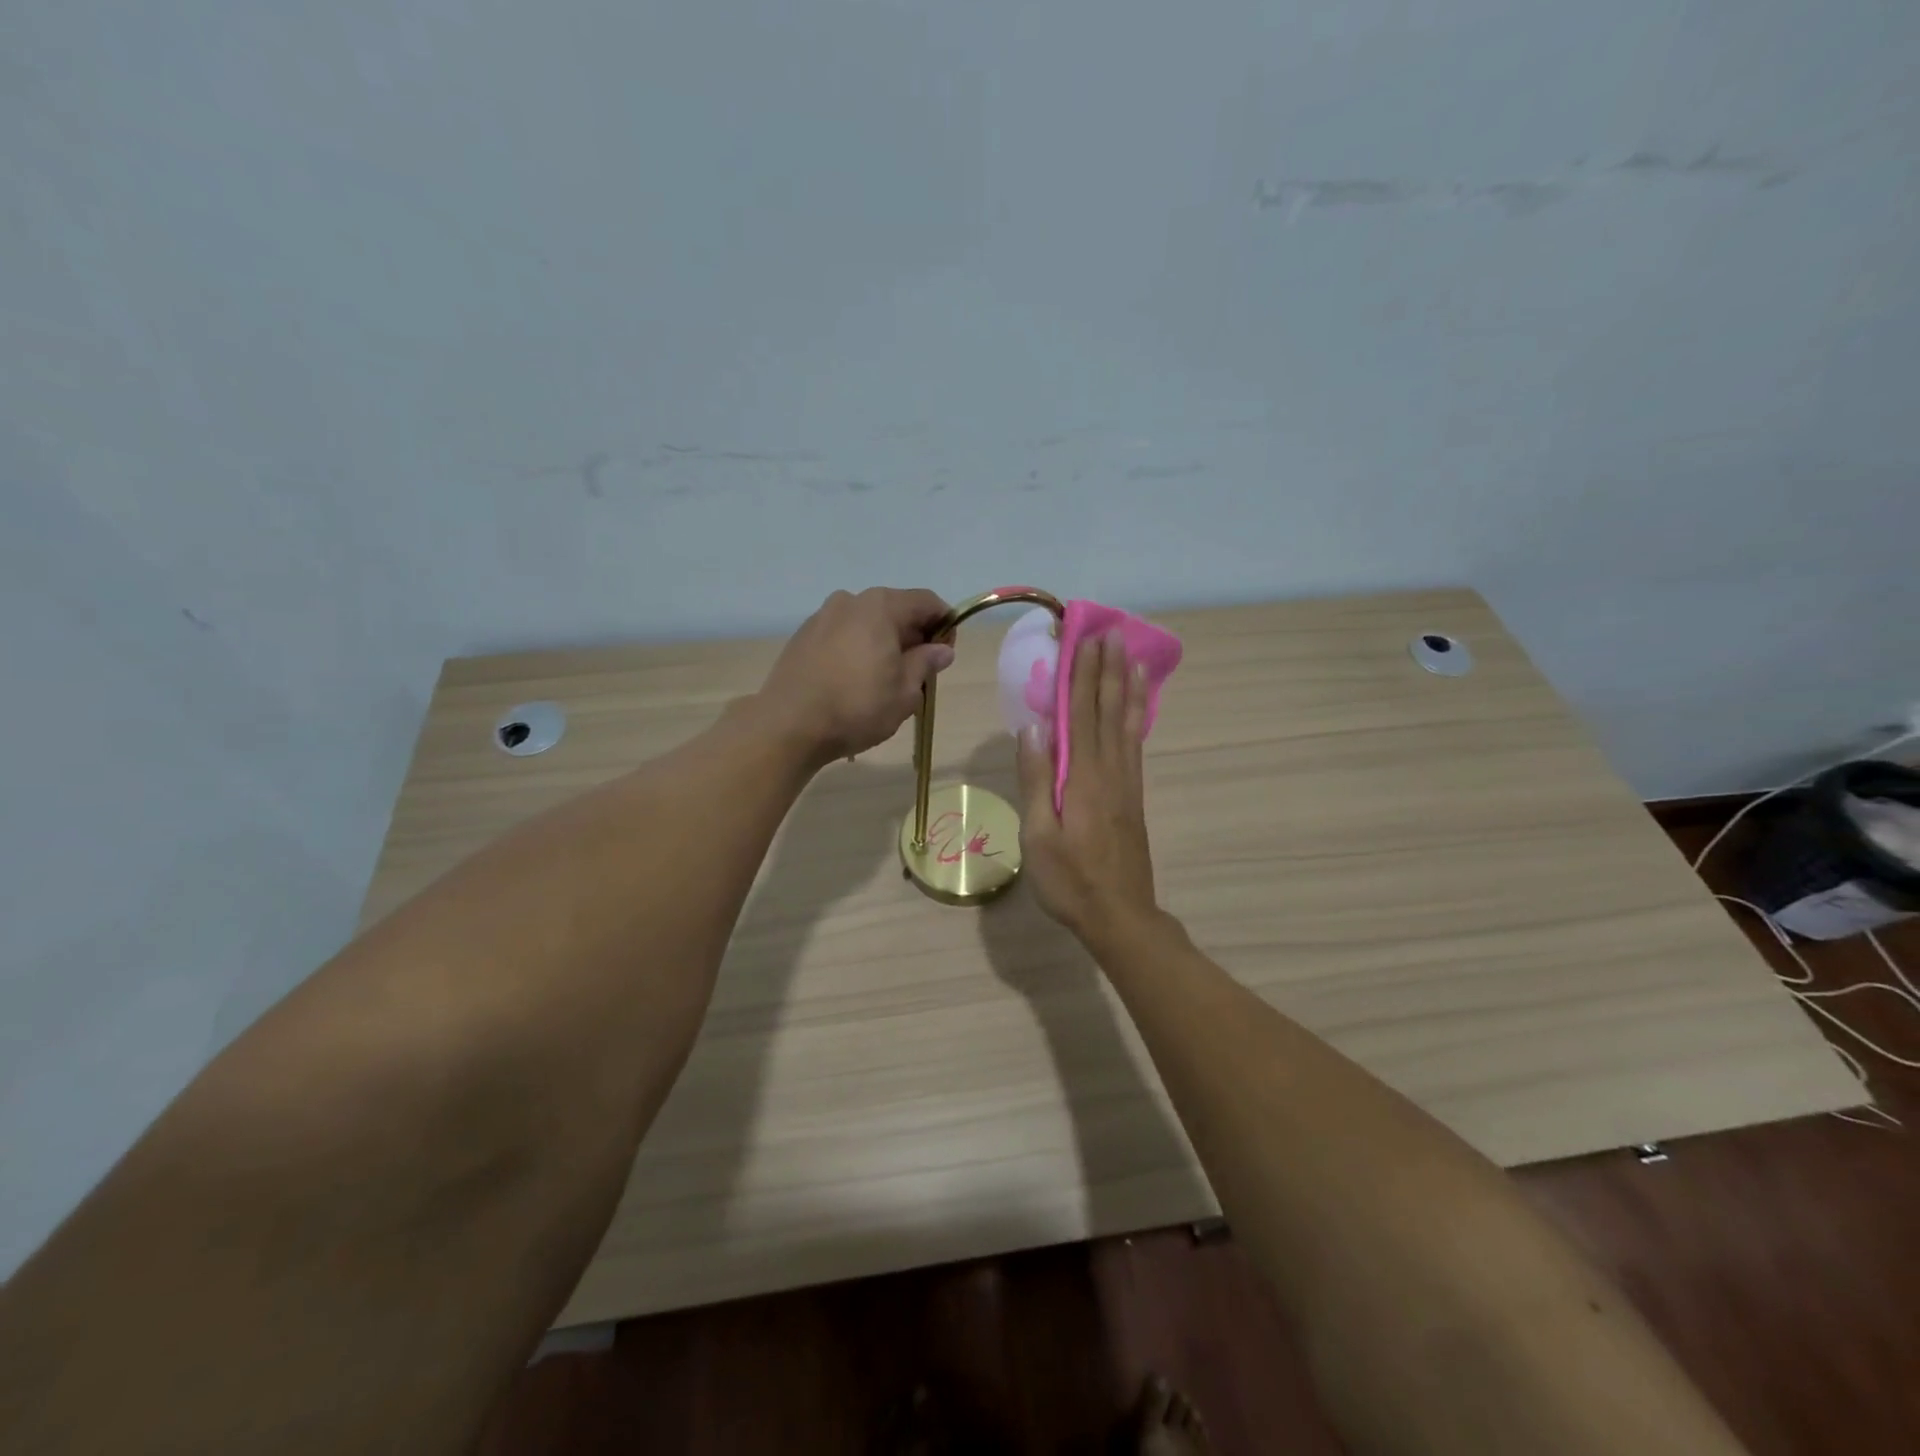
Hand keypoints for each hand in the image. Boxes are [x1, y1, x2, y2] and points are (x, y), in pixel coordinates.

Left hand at [755, 587, 953, 762]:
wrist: (788, 726)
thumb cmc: (856, 707)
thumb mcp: (904, 692)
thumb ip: (926, 663)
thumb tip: (942, 650)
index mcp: (880, 606)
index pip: (926, 602)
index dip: (944, 625)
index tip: (945, 655)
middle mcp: (850, 601)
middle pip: (895, 609)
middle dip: (913, 636)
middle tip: (918, 673)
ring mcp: (822, 617)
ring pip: (866, 623)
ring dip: (883, 643)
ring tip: (884, 680)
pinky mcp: (802, 637)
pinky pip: (842, 635)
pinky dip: (857, 649)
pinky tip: (854, 681)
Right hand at [1015, 630, 1159, 943]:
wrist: (1120, 916)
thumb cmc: (1070, 881)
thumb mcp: (1039, 835)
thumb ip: (1036, 779)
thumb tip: (1033, 727)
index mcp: (1082, 778)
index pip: (1080, 715)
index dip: (1081, 675)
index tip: (1084, 639)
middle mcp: (1110, 771)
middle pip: (1107, 711)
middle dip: (1107, 670)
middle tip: (1111, 632)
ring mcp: (1127, 783)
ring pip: (1128, 724)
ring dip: (1127, 687)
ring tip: (1133, 656)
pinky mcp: (1134, 797)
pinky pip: (1135, 745)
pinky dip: (1137, 718)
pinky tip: (1137, 707)